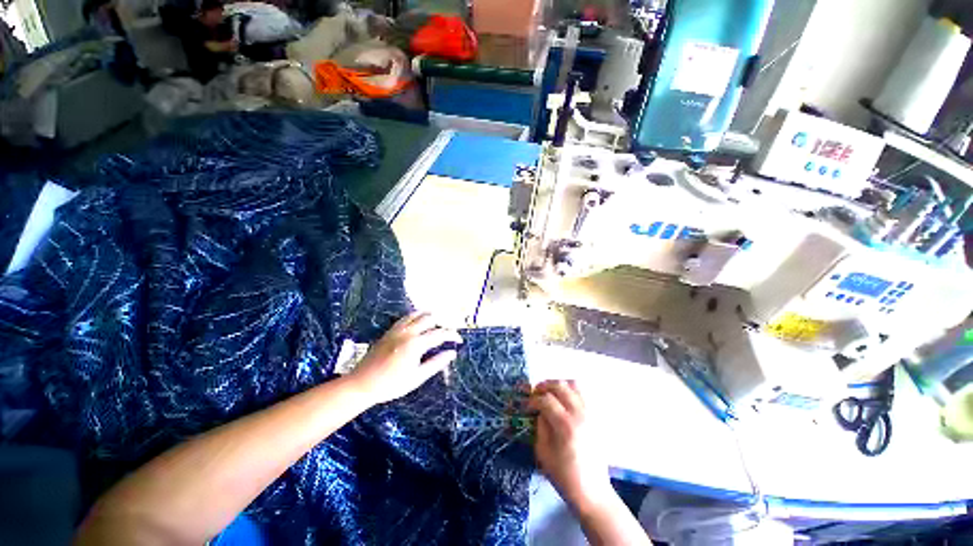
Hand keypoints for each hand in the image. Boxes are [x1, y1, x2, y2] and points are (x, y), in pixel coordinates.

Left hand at [349, 312, 461, 404]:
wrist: (362, 384)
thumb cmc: (391, 385)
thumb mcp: (417, 377)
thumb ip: (436, 363)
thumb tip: (452, 353)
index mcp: (416, 344)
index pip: (440, 333)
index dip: (452, 335)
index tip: (459, 340)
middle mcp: (408, 332)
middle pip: (431, 318)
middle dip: (443, 323)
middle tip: (448, 333)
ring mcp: (397, 329)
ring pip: (418, 314)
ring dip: (430, 317)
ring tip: (437, 324)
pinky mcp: (390, 330)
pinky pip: (406, 316)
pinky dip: (417, 316)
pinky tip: (419, 321)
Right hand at [529, 380, 612, 508]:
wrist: (592, 490)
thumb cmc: (564, 475)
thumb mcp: (543, 452)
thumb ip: (540, 426)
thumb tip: (539, 410)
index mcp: (565, 425)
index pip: (546, 399)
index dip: (533, 399)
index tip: (527, 406)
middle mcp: (580, 414)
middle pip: (560, 385)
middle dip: (544, 386)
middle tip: (536, 394)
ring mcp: (590, 413)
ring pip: (573, 384)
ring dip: (558, 385)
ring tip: (550, 393)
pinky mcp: (596, 416)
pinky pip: (583, 393)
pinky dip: (570, 391)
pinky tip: (563, 401)